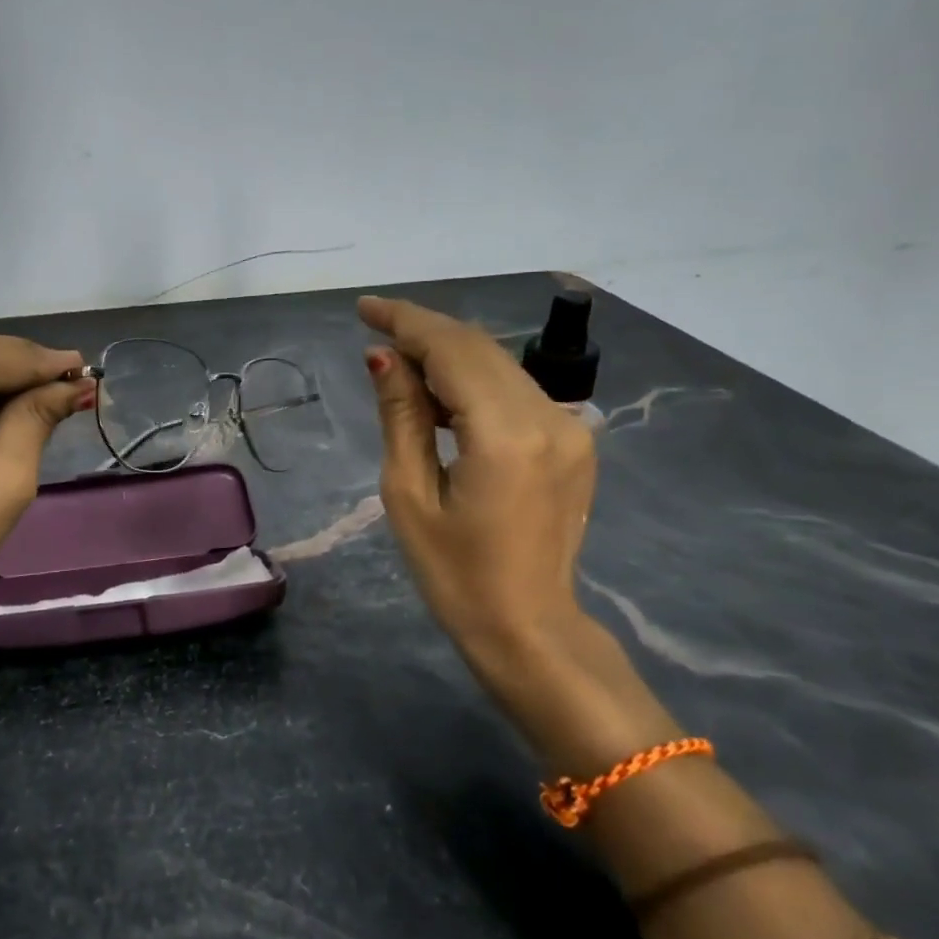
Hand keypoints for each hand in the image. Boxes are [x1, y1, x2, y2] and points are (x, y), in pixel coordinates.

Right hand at [357, 295, 597, 667]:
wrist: (529, 629)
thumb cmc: (455, 575)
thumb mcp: (409, 495)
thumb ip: (401, 416)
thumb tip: (382, 357)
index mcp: (506, 435)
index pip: (452, 350)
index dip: (406, 321)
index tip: (364, 309)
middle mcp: (549, 418)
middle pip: (479, 349)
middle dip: (424, 333)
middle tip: (374, 331)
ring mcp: (571, 429)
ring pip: (499, 364)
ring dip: (447, 355)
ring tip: (399, 365)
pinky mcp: (574, 442)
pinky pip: (515, 390)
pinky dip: (473, 381)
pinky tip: (440, 396)